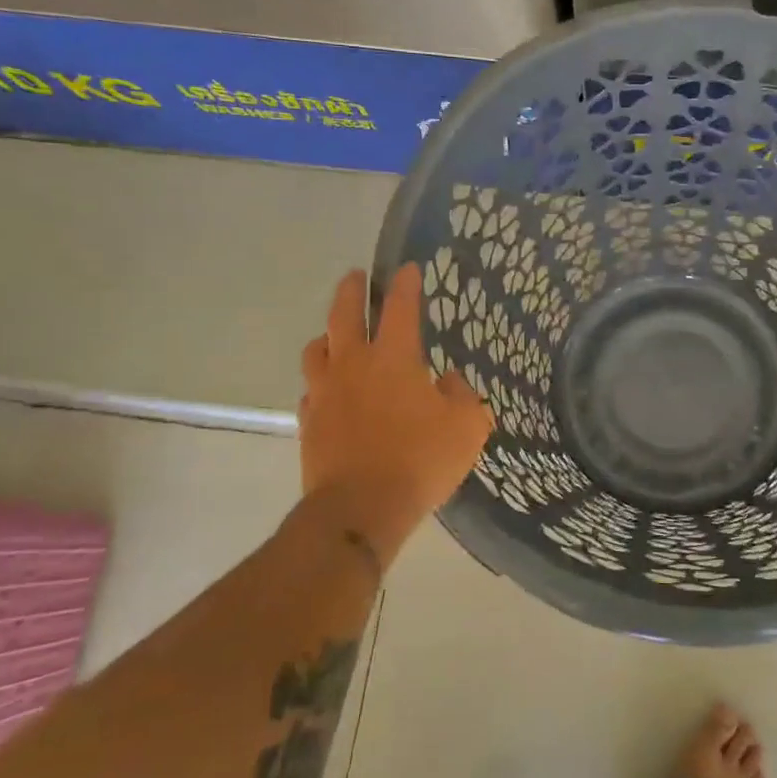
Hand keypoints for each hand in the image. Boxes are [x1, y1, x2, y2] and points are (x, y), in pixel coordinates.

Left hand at [299, 266, 493, 536]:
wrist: (359, 509)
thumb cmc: (419, 461)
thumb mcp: (466, 428)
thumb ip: (463, 397)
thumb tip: (447, 381)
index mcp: (394, 358)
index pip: (401, 308)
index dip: (406, 284)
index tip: (408, 268)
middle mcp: (353, 365)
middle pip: (343, 314)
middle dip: (351, 290)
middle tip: (356, 277)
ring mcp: (326, 393)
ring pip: (317, 349)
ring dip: (328, 335)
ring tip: (336, 335)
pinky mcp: (309, 422)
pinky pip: (312, 390)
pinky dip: (321, 381)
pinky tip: (330, 390)